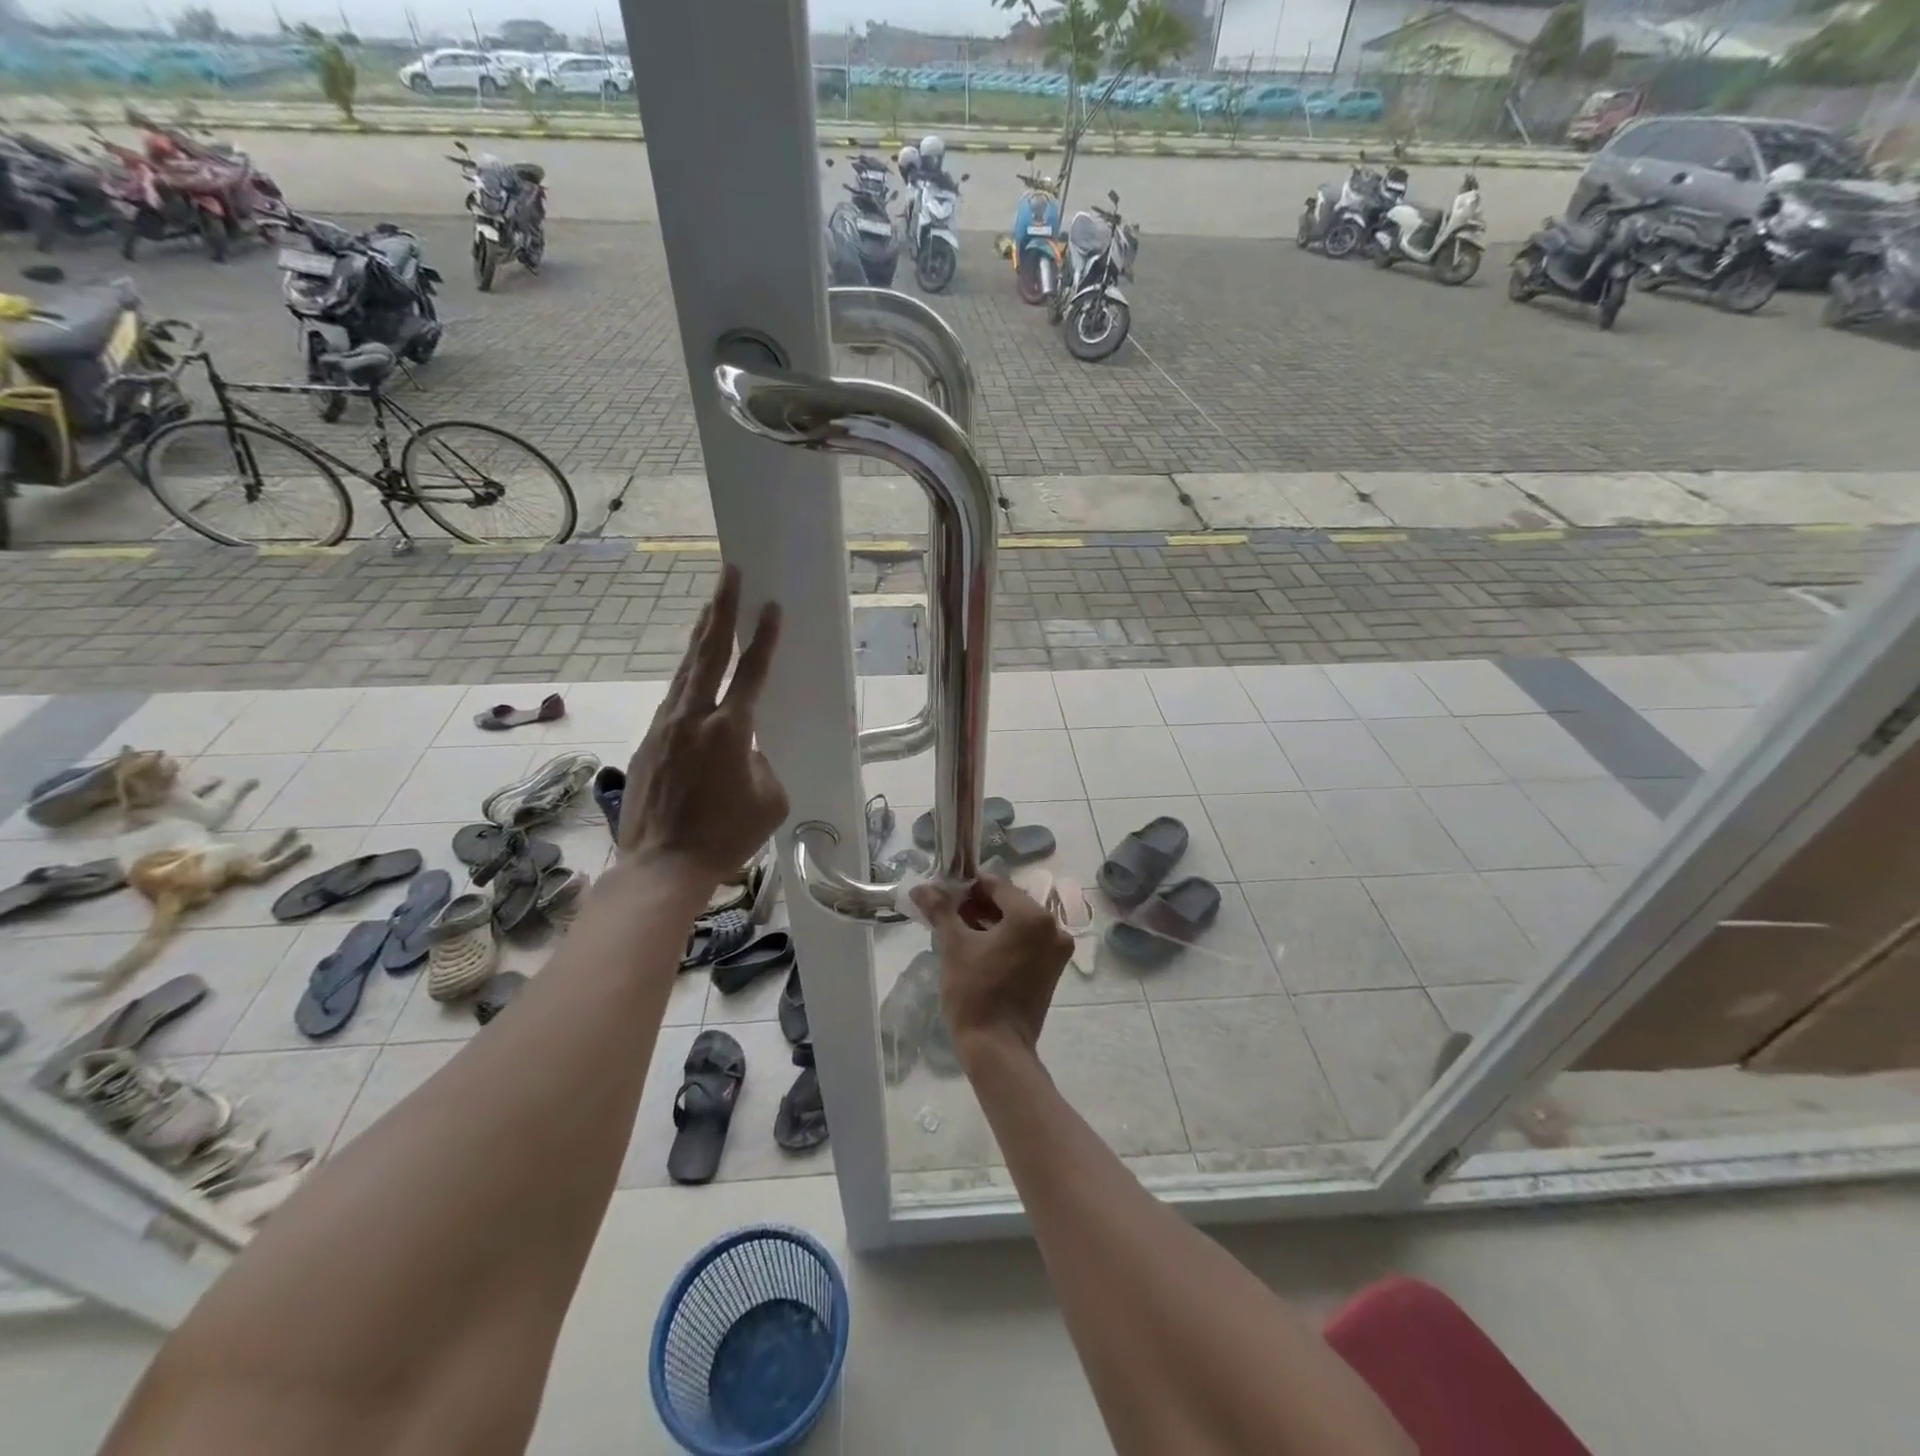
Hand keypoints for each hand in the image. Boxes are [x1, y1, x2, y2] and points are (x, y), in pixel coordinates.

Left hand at [619, 565, 788, 883]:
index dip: (764, 637)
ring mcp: (665, 727)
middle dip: (721, 610)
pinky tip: (693, 672)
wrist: (662, 866)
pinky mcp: (648, 742)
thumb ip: (763, 763)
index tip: (771, 606)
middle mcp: (693, 718)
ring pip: (684, 671)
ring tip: (711, 609)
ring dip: (701, 637)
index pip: (751, 672)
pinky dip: (686, 678)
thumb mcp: (770, 800)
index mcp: (730, 730)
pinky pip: (672, 700)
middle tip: (729, 575)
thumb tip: (748, 749)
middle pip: (708, 653)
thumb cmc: (726, 837)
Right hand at [911, 875, 1071, 1058]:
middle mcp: (1053, 927)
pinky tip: (979, 948)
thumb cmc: (975, 992)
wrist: (997, 1048)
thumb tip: (921, 888)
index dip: (967, 887)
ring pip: (1018, 923)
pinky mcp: (1052, 969)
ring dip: (990, 922)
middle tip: (948, 914)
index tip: (944, 895)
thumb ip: (941, 910)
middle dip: (978, 905)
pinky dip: (1005, 939)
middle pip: (1009, 903)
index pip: (996, 885)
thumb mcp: (954, 945)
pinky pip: (1026, 941)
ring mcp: (1056, 950)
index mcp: (1033, 916)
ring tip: (959, 931)